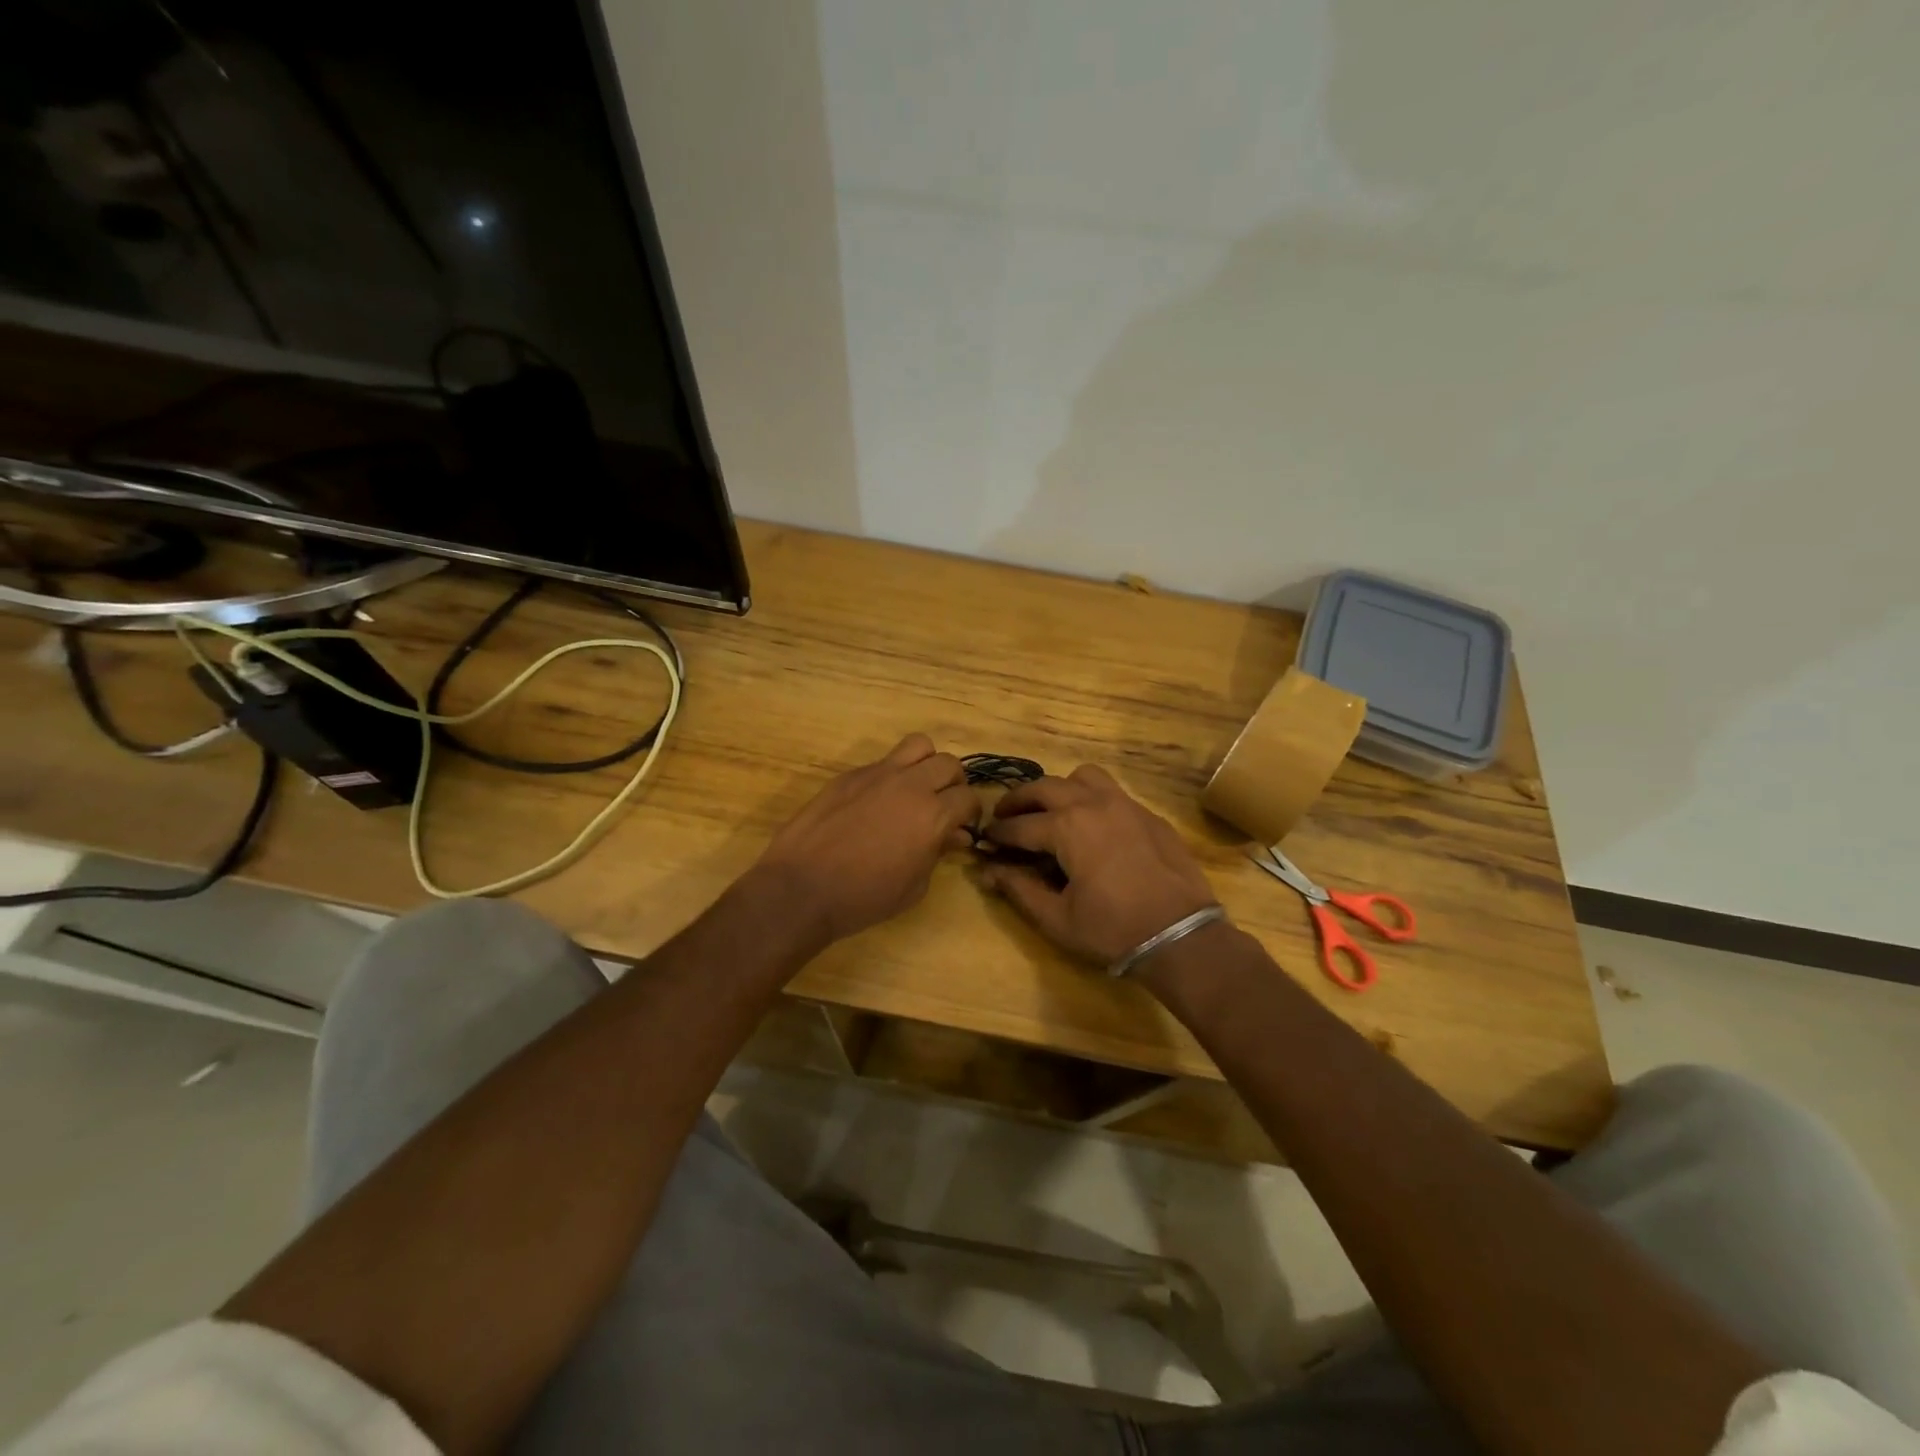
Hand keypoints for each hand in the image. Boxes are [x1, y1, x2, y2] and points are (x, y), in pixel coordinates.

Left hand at [755, 734, 977, 944]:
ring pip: (918, 745)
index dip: (969, 813)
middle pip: (949, 764)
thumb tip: (954, 835)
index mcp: (933, 815)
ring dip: (925, 764)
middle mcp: (911, 785)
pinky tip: (876, 802)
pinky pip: (882, 762)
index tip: (961, 827)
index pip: (969, 797)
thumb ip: (938, 853)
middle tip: (940, 806)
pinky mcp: (850, 775)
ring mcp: (878, 774)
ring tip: (914, 788)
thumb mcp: (914, 886)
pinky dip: (890, 775)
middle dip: (952, 784)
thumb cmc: (864, 898)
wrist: (802, 888)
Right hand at [979, 765, 1217, 966]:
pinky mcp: (1149, 815)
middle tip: (1005, 816)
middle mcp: (1093, 804)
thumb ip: (1019, 890)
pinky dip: (1092, 799)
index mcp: (1067, 827)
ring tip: (1051, 810)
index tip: (984, 839)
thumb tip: (989, 872)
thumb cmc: (1112, 930)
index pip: (1020, 825)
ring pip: (1083, 777)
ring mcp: (1125, 805)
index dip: (998, 833)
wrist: (1181, 936)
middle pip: (1045, 787)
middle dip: (1019, 800)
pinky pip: (1112, 792)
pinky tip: (1092, 827)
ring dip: (1060, 789)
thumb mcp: (1057, 918)